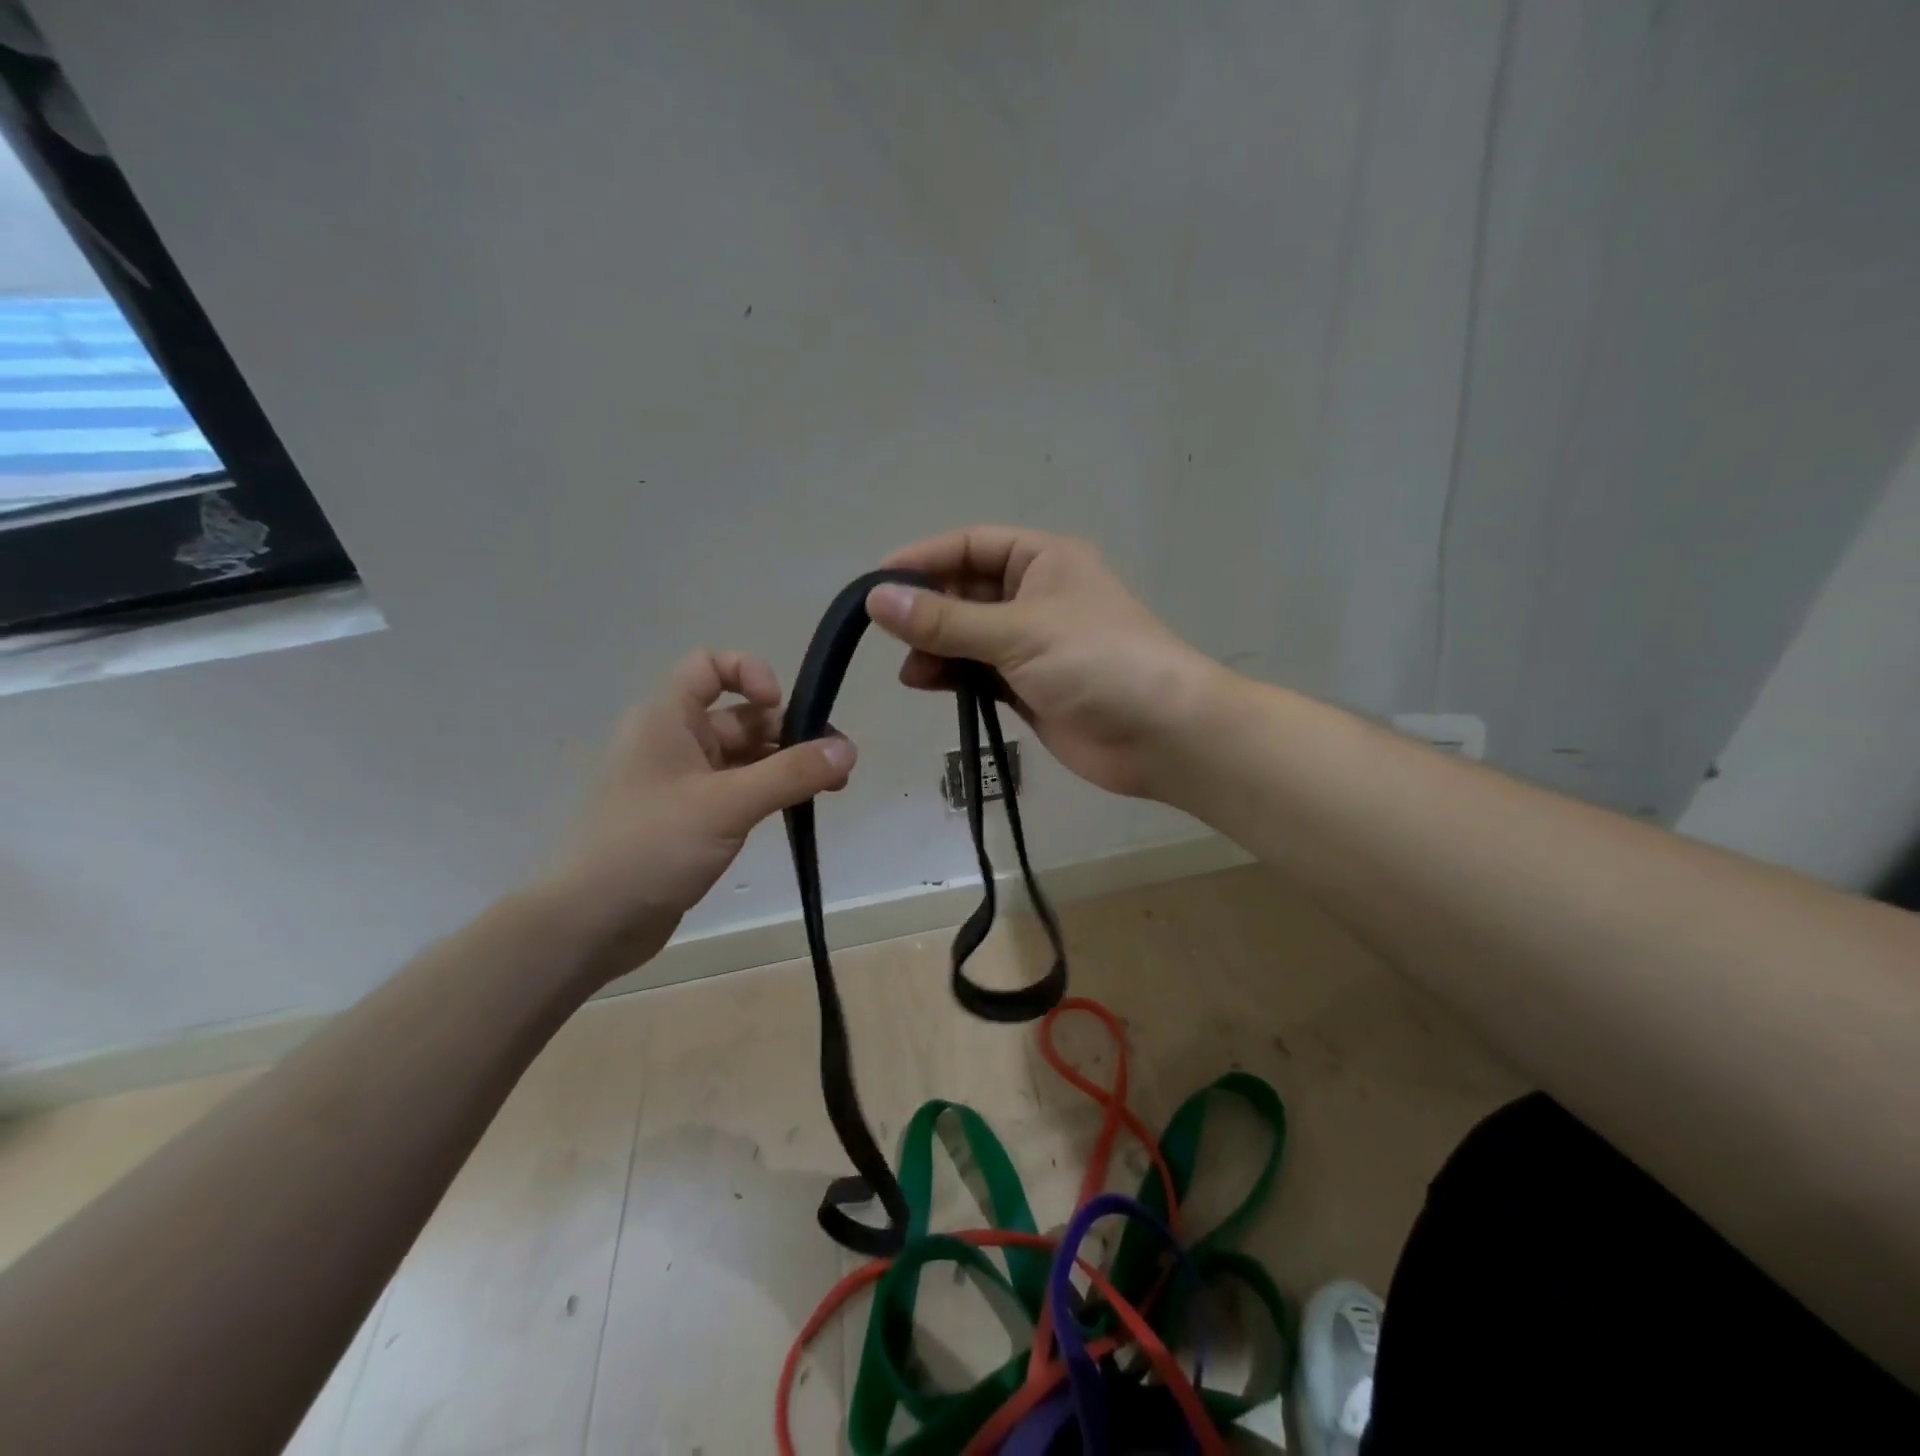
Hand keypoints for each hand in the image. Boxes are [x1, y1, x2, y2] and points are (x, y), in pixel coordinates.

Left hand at [543, 649, 854, 979]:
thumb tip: (849, 750)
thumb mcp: (727, 804)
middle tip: (836, 763)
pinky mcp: (691, 819)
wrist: (591, 923)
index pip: (709, 665)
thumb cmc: (651, 847)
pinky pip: (738, 790)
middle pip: (740, 716)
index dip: (749, 673)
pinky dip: (769, 793)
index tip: (780, 705)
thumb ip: (791, 774)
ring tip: (832, 788)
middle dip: (789, 732)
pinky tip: (798, 809)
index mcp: (667, 719)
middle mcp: (673, 742)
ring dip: (786, 765)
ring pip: (744, 757)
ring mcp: (682, 783)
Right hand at [868, 526, 1217, 798]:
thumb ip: (945, 620)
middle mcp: (1035, 595)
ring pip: (968, 636)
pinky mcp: (1029, 686)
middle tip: (889, 636)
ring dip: (936, 648)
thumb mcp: (1018, 632)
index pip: (969, 546)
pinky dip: (953, 676)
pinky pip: (978, 672)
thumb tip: (877, 600)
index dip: (922, 560)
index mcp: (1043, 560)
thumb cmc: (1096, 662)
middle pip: (965, 592)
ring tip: (911, 670)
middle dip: (927, 611)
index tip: (875, 583)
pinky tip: (927, 684)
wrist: (1161, 734)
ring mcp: (1032, 644)